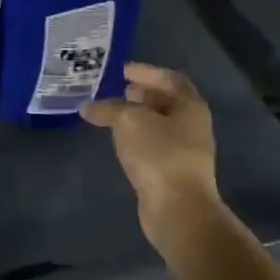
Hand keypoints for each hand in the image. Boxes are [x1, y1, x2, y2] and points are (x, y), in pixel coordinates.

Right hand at [81, 63, 223, 259]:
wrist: (177, 208)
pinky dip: (135, 136)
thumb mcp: (129, 121)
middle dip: (140, 94)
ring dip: (135, 116)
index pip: (168, 78)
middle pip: (165, 101)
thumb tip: (87, 107)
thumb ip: (108, 109)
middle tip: (113, 90)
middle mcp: (192, 124)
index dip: (145, 72)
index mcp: (190, 106)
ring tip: (110, 114)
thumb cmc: (159, 155)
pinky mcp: (171, 170)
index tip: (120, 70)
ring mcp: (184, 149)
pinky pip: (152, 144)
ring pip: (157, 124)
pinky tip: (117, 140)